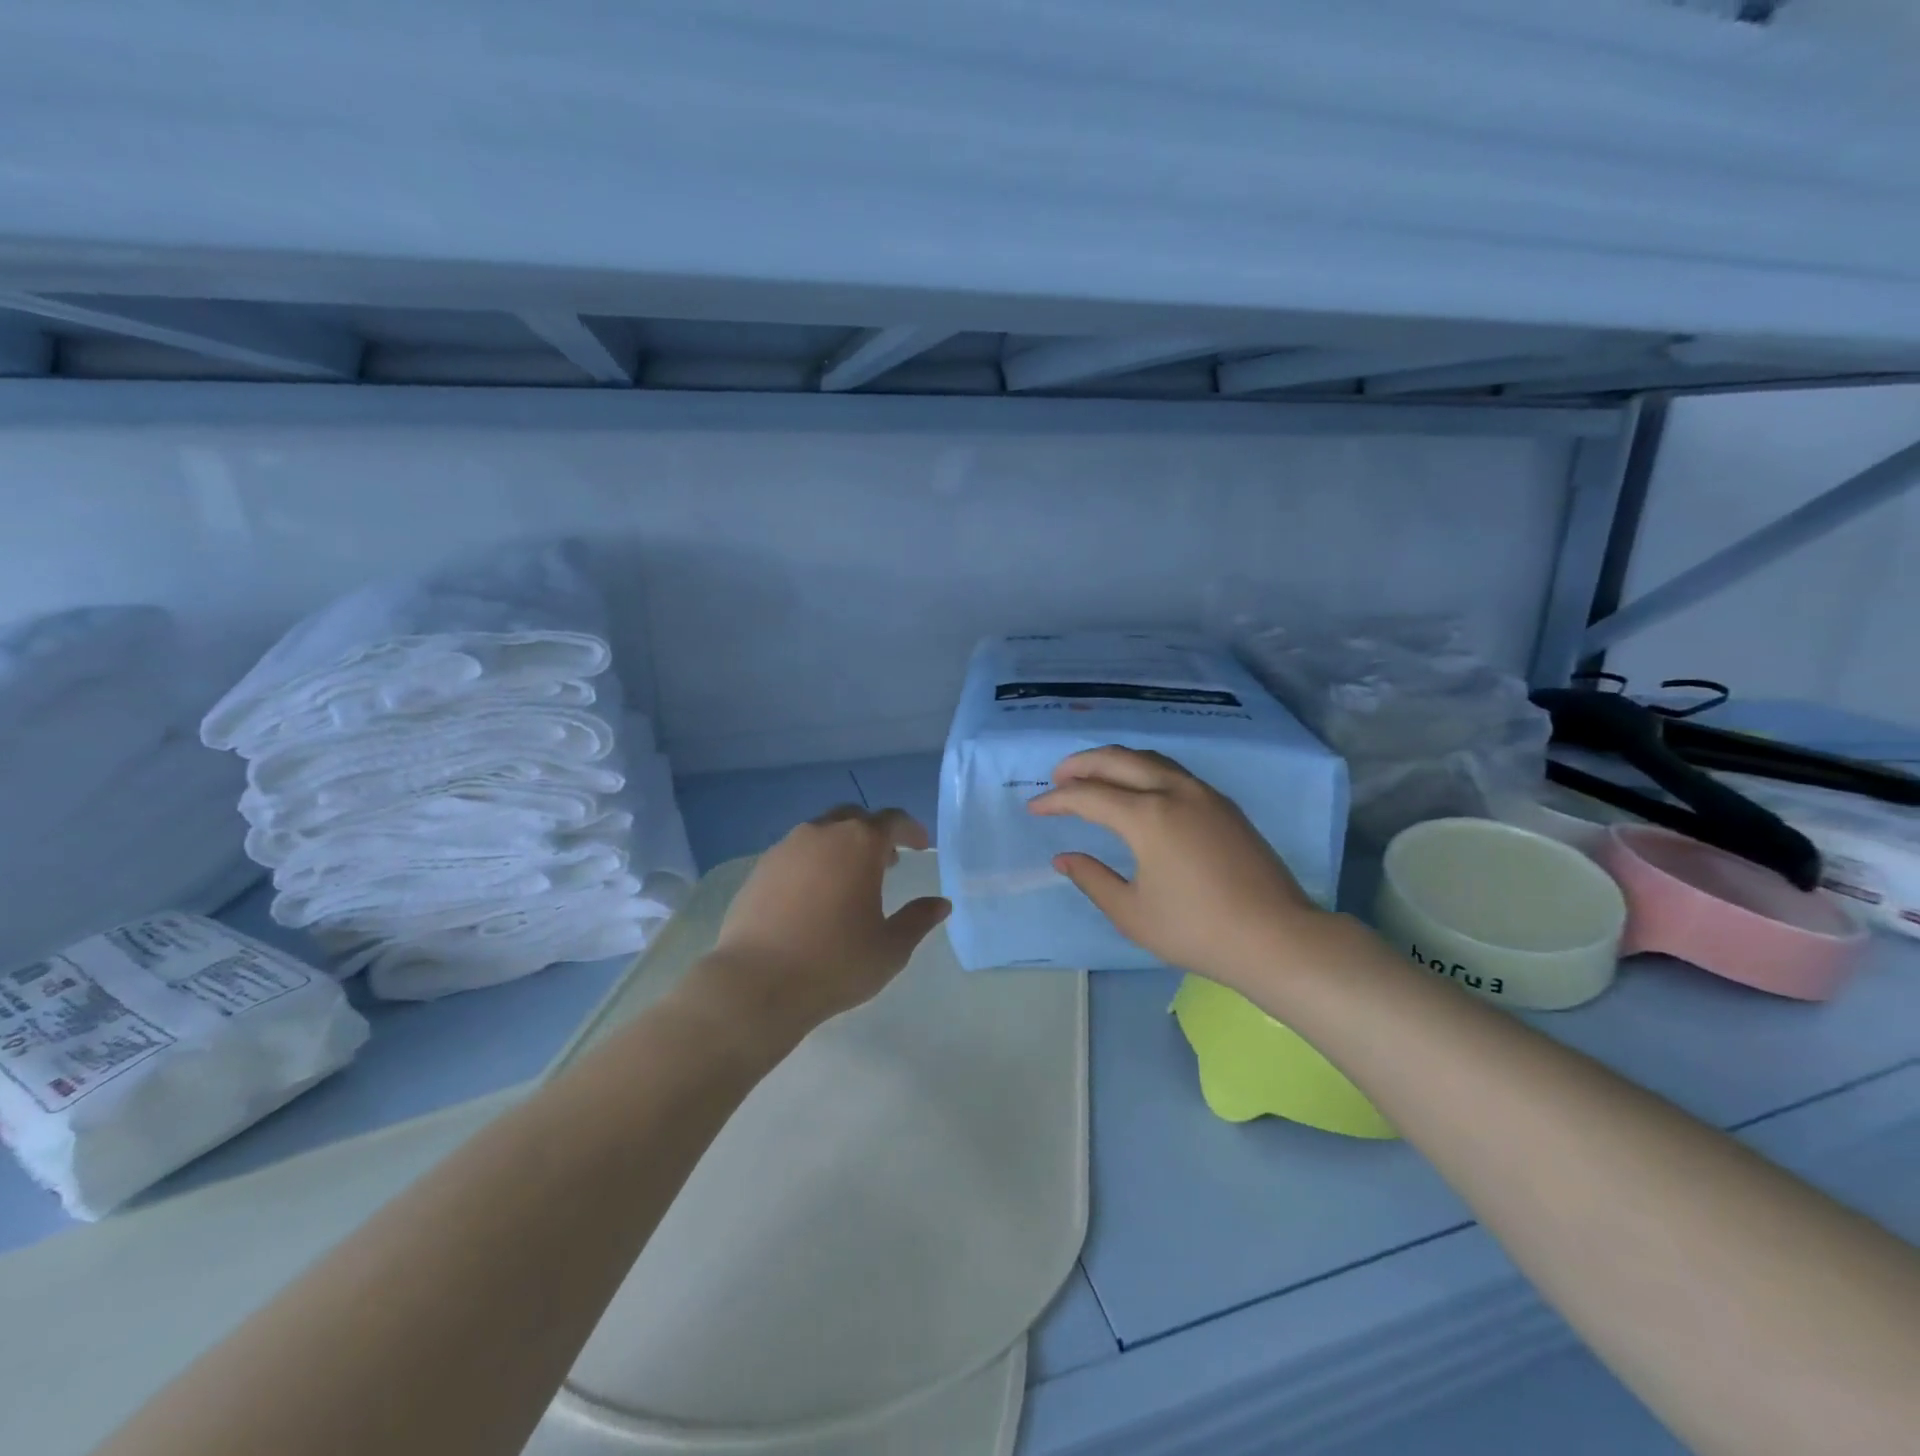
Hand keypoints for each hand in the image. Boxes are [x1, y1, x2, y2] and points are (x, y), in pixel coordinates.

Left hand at [691, 806, 951, 1046]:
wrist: (756, 983)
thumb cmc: (835, 963)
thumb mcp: (890, 948)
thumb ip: (918, 920)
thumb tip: (940, 904)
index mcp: (860, 844)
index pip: (892, 820)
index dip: (910, 830)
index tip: (920, 846)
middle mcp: (822, 834)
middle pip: (854, 818)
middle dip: (874, 834)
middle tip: (886, 862)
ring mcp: (785, 848)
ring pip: (821, 833)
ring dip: (841, 846)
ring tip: (849, 881)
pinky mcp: (759, 869)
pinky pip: (795, 853)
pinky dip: (812, 863)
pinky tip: (813, 896)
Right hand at [1028, 746, 1324, 990]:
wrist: (1276, 938)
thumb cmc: (1197, 930)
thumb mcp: (1131, 913)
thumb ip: (1092, 878)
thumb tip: (1064, 856)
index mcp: (1147, 816)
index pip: (1088, 795)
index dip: (1056, 800)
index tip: (1035, 808)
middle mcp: (1174, 791)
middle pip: (1118, 760)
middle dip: (1081, 764)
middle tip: (1057, 778)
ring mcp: (1204, 794)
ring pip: (1149, 759)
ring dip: (1115, 762)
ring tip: (1093, 777)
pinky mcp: (1223, 804)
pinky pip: (1173, 772)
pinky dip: (1143, 770)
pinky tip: (1137, 790)